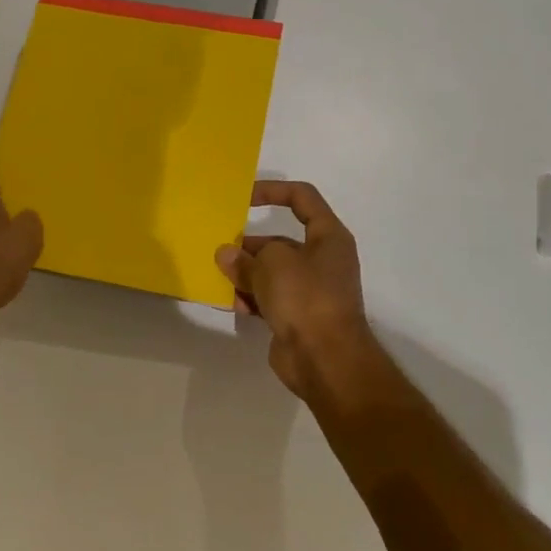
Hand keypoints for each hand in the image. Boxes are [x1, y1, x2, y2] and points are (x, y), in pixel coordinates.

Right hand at [215, 181, 378, 400]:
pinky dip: (252, 298)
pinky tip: (234, 304)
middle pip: (280, 241)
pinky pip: (270, 298)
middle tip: (222, 251)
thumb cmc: (305, 297)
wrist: (325, 359)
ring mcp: (311, 290)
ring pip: (272, 272)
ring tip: (223, 278)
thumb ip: (245, 257)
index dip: (272, 191)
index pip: (302, 198)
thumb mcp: (271, 265)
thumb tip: (227, 255)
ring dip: (247, 274)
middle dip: (250, 245)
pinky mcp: (298, 316)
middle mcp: (323, 259)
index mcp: (328, 237)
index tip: (242, 198)